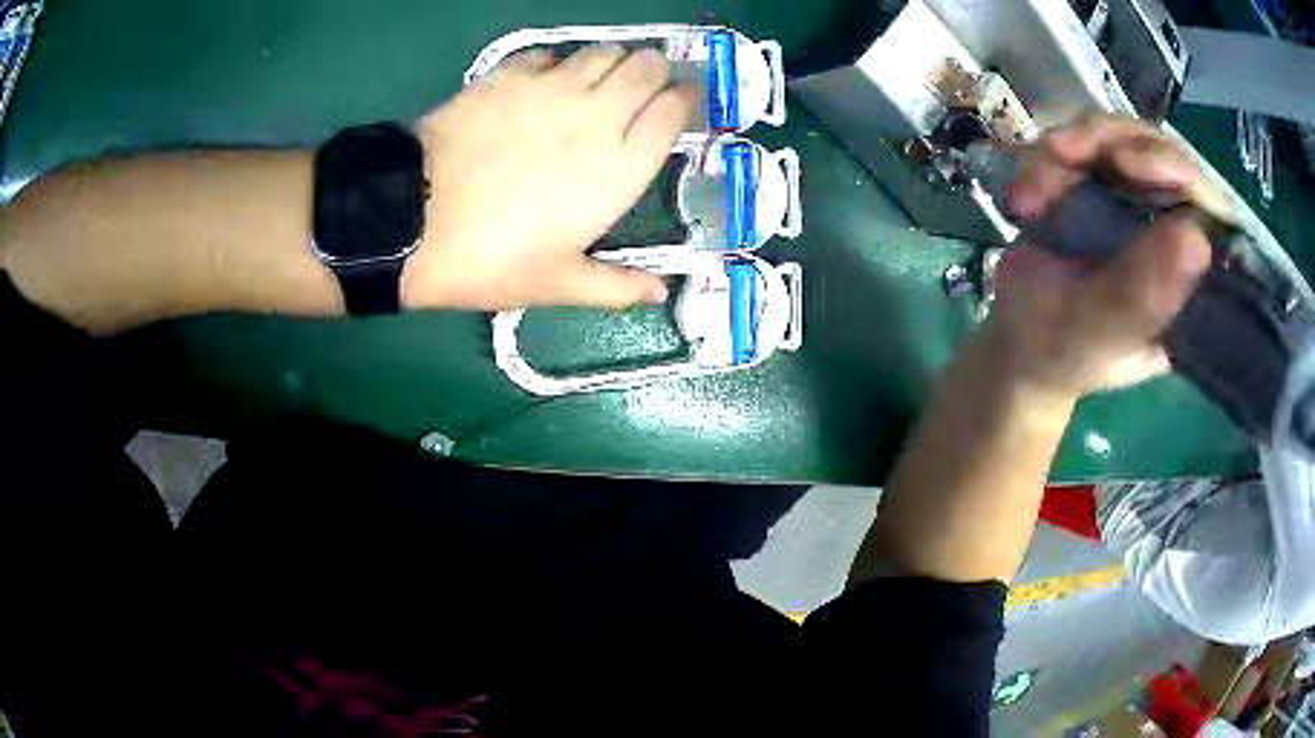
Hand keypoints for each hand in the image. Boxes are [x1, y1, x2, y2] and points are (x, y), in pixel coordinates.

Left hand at [401, 46, 698, 310]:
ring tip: (602, 81)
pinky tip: (547, 83)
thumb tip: (660, 293)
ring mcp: (550, 89)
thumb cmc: (490, 259)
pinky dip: (559, 64)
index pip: (674, 110)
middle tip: (646, 85)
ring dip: (613, 61)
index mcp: (620, 166)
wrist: (412, 220)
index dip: (686, 99)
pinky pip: (550, 55)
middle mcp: (596, 115)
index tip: (684, 100)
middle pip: (646, 66)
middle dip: (656, 70)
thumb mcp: (556, 284)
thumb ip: (615, 287)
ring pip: (603, 52)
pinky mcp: (509, 76)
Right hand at [984, 114, 1214, 398]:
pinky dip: (1050, 157)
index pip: (1212, 212)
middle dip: (1115, 143)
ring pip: (1125, 137)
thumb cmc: (1059, 351)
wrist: (1014, 340)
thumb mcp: (1098, 331)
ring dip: (1073, 148)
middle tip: (1063, 152)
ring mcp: (1141, 203)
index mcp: (1193, 283)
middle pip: (1168, 155)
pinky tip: (1025, 196)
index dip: (1178, 172)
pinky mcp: (1106, 183)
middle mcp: (1176, 234)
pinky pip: (1088, 141)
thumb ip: (1141, 294)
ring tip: (1033, 188)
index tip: (1128, 163)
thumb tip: (1198, 239)